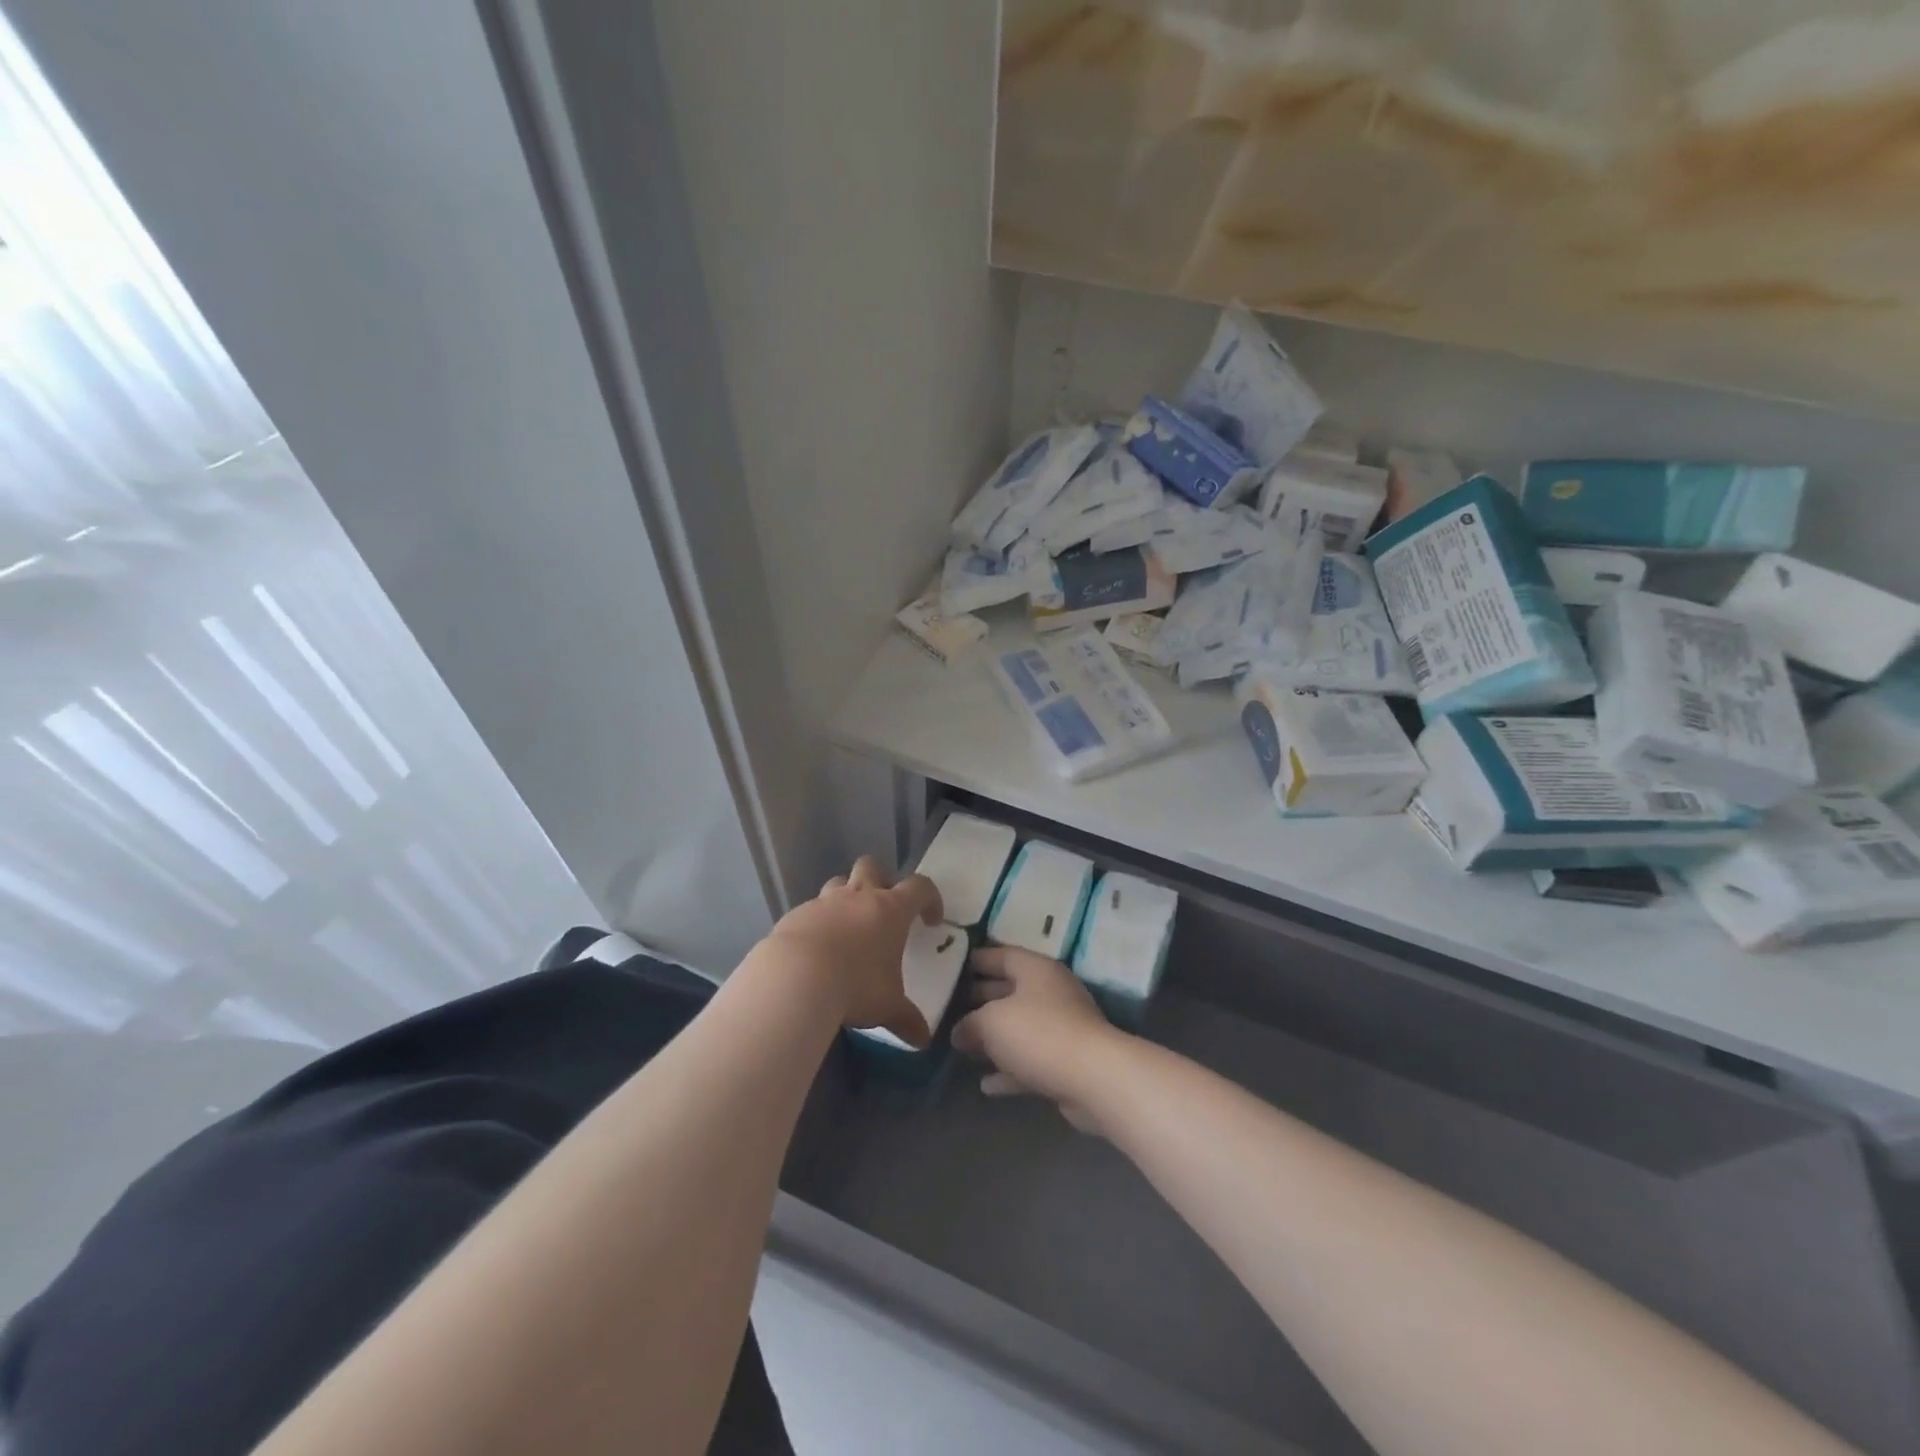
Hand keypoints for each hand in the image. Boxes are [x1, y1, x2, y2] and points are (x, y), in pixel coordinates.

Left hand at [763, 856, 942, 1047]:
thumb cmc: (855, 986)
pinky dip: (819, 922)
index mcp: (890, 910)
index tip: (930, 921)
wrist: (795, 978)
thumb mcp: (887, 1007)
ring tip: (848, 928)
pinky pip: (812, 910)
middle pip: (872, 867)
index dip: (930, 899)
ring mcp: (824, 902)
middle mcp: (858, 897)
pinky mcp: (796, 915)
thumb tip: (923, 1040)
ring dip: (846, 897)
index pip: (920, 887)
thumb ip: (907, 1020)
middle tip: (883, 910)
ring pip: (839, 883)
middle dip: (881, 880)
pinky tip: (816, 949)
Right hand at [952, 947, 1130, 1133]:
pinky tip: (986, 1085)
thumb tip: (959, 1032)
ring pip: (1020, 1028)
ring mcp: (1061, 1029)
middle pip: (1011, 990)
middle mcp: (1051, 993)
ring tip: (963, 1045)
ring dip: (994, 1038)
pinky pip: (1029, 1061)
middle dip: (982, 999)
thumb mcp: (992, 1021)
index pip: (1003, 955)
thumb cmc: (1038, 1033)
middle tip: (951, 1005)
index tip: (955, 965)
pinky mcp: (1065, 1062)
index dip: (979, 959)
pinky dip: (1009, 1071)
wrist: (1093, 1078)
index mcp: (1036, 970)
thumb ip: (970, 1023)